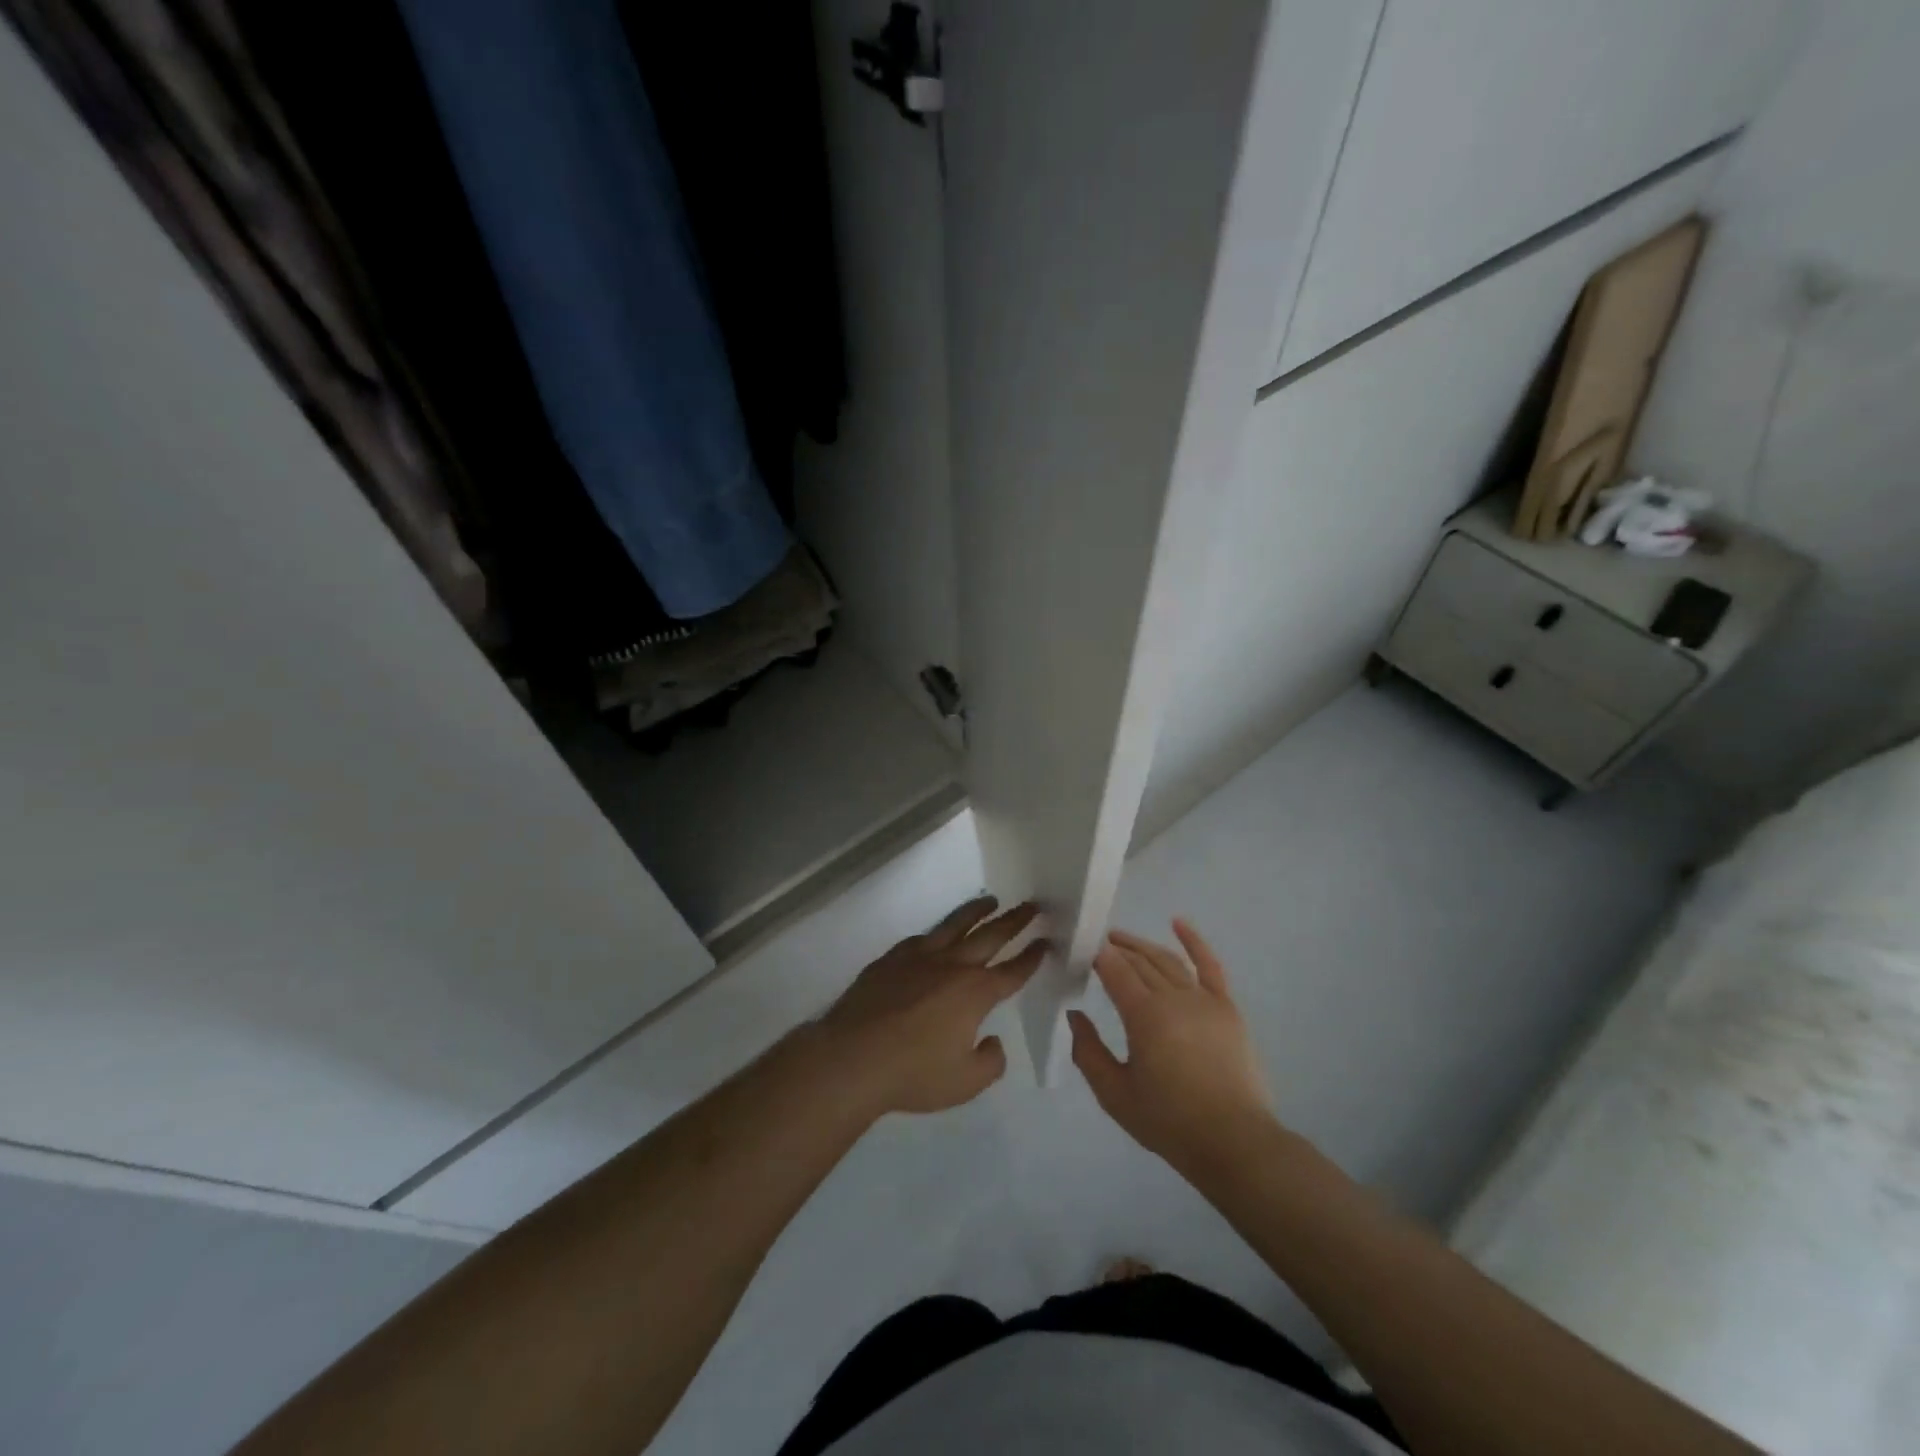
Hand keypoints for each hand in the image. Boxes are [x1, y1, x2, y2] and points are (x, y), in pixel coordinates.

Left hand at [814, 897, 1046, 1116]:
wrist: (852, 1057)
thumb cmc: (914, 1073)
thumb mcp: (965, 1082)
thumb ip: (990, 1062)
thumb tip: (992, 1041)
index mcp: (975, 993)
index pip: (1013, 971)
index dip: (1032, 956)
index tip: (1046, 941)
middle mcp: (952, 966)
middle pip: (990, 936)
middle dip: (1014, 921)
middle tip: (1032, 905)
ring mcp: (919, 958)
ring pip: (955, 925)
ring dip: (977, 912)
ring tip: (991, 901)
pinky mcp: (891, 959)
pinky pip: (921, 938)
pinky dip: (937, 931)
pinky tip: (939, 932)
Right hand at [1068, 919, 1276, 1172]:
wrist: (1234, 1143)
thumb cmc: (1169, 1121)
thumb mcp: (1114, 1094)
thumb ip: (1088, 1052)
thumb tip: (1075, 1015)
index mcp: (1144, 1015)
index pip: (1114, 969)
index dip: (1096, 954)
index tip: (1079, 947)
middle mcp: (1174, 997)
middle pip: (1139, 961)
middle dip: (1116, 948)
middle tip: (1096, 944)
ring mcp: (1204, 999)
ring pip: (1168, 961)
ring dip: (1143, 946)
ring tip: (1122, 939)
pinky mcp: (1227, 1008)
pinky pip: (1209, 966)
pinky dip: (1194, 941)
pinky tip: (1178, 923)